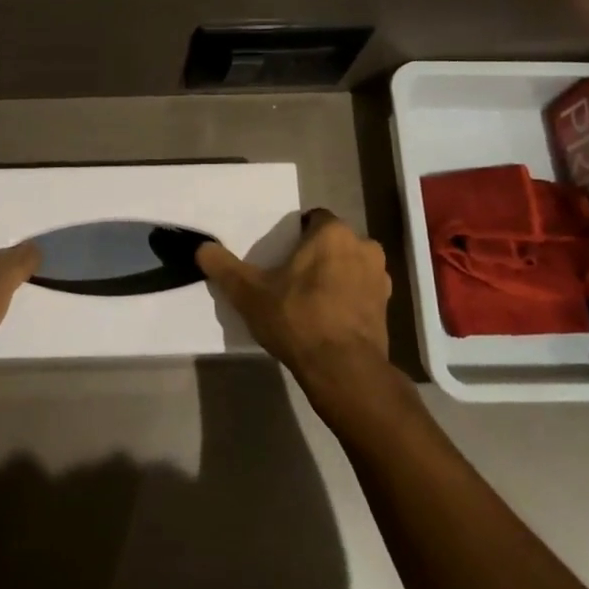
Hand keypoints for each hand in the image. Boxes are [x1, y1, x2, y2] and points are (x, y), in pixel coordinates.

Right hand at [197, 210, 394, 413]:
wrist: (344, 369)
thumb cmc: (298, 318)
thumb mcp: (250, 293)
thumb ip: (225, 268)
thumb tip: (202, 248)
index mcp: (333, 233)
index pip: (313, 219)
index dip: (295, 235)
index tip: (279, 256)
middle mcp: (364, 247)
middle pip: (333, 243)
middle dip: (315, 256)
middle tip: (290, 278)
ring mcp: (380, 278)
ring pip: (350, 267)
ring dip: (334, 277)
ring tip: (309, 301)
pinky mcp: (387, 307)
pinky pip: (361, 293)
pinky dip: (347, 300)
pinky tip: (328, 321)